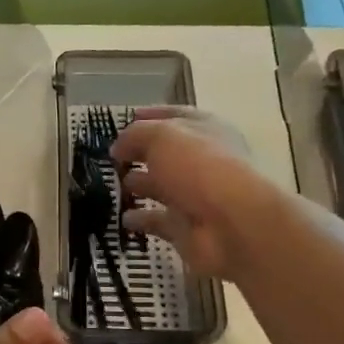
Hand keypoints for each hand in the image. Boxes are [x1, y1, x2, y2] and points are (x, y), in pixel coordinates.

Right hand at [110, 107, 276, 279]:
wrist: (232, 226)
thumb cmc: (200, 168)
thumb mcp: (162, 136)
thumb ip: (136, 135)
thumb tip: (118, 147)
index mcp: (206, 130)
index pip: (176, 117)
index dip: (150, 116)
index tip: (125, 119)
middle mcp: (204, 161)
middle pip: (167, 154)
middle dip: (140, 154)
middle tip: (111, 158)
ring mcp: (197, 196)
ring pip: (162, 187)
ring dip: (139, 185)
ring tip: (112, 186)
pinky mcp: (187, 227)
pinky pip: (158, 221)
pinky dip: (141, 219)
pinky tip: (122, 217)